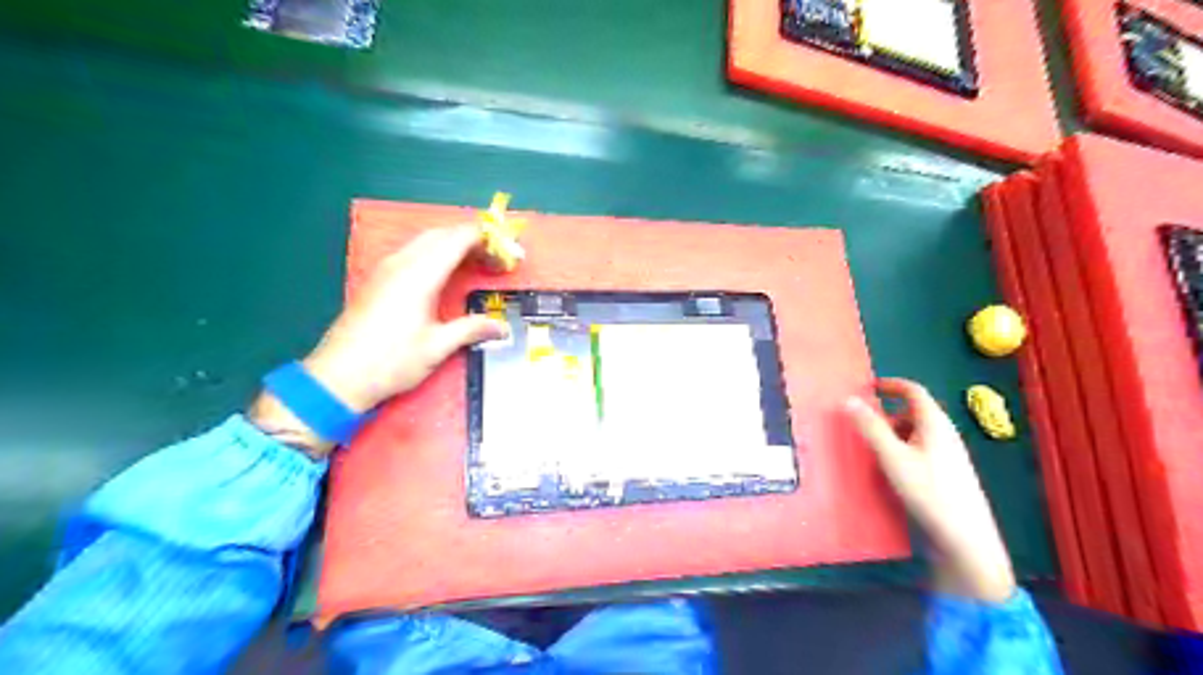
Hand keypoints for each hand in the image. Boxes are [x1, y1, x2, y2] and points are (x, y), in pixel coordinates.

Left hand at [245, 225, 509, 458]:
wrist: (340, 376)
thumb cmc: (392, 361)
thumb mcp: (437, 347)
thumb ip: (471, 329)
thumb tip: (501, 328)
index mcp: (420, 274)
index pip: (457, 238)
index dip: (485, 239)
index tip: (506, 252)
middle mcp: (402, 263)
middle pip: (441, 233)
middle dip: (471, 239)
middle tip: (494, 259)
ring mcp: (386, 269)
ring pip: (424, 241)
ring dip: (452, 245)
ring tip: (474, 265)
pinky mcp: (377, 279)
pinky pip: (411, 252)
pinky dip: (435, 253)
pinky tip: (444, 275)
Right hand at [845, 377, 1011, 602]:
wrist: (966, 539)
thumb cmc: (929, 492)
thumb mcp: (892, 457)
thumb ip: (870, 428)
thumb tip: (848, 400)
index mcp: (935, 423)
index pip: (914, 391)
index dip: (891, 385)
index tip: (869, 387)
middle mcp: (945, 434)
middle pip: (914, 412)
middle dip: (888, 413)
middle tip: (862, 422)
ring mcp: (949, 455)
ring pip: (917, 433)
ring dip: (893, 432)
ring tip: (872, 448)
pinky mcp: (947, 475)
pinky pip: (920, 450)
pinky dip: (902, 449)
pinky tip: (890, 469)